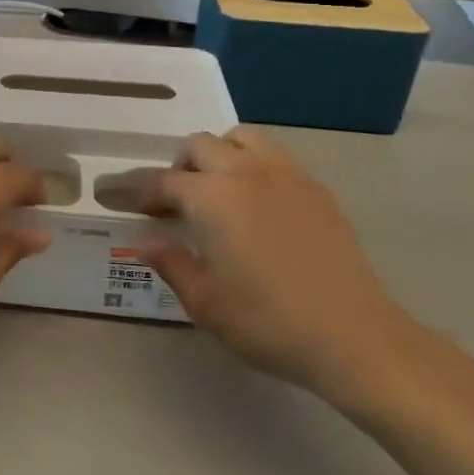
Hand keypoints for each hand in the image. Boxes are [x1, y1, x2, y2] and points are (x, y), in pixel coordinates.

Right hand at [142, 129, 412, 393]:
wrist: (353, 336)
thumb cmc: (268, 322)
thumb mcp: (205, 303)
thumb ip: (170, 263)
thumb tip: (145, 240)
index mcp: (212, 198)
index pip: (162, 182)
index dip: (137, 190)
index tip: (120, 199)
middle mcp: (245, 173)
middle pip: (200, 146)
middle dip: (179, 167)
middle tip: (174, 202)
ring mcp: (286, 176)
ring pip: (241, 138)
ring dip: (219, 154)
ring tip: (217, 189)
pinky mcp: (316, 189)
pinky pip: (275, 156)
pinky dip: (254, 164)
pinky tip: (258, 202)